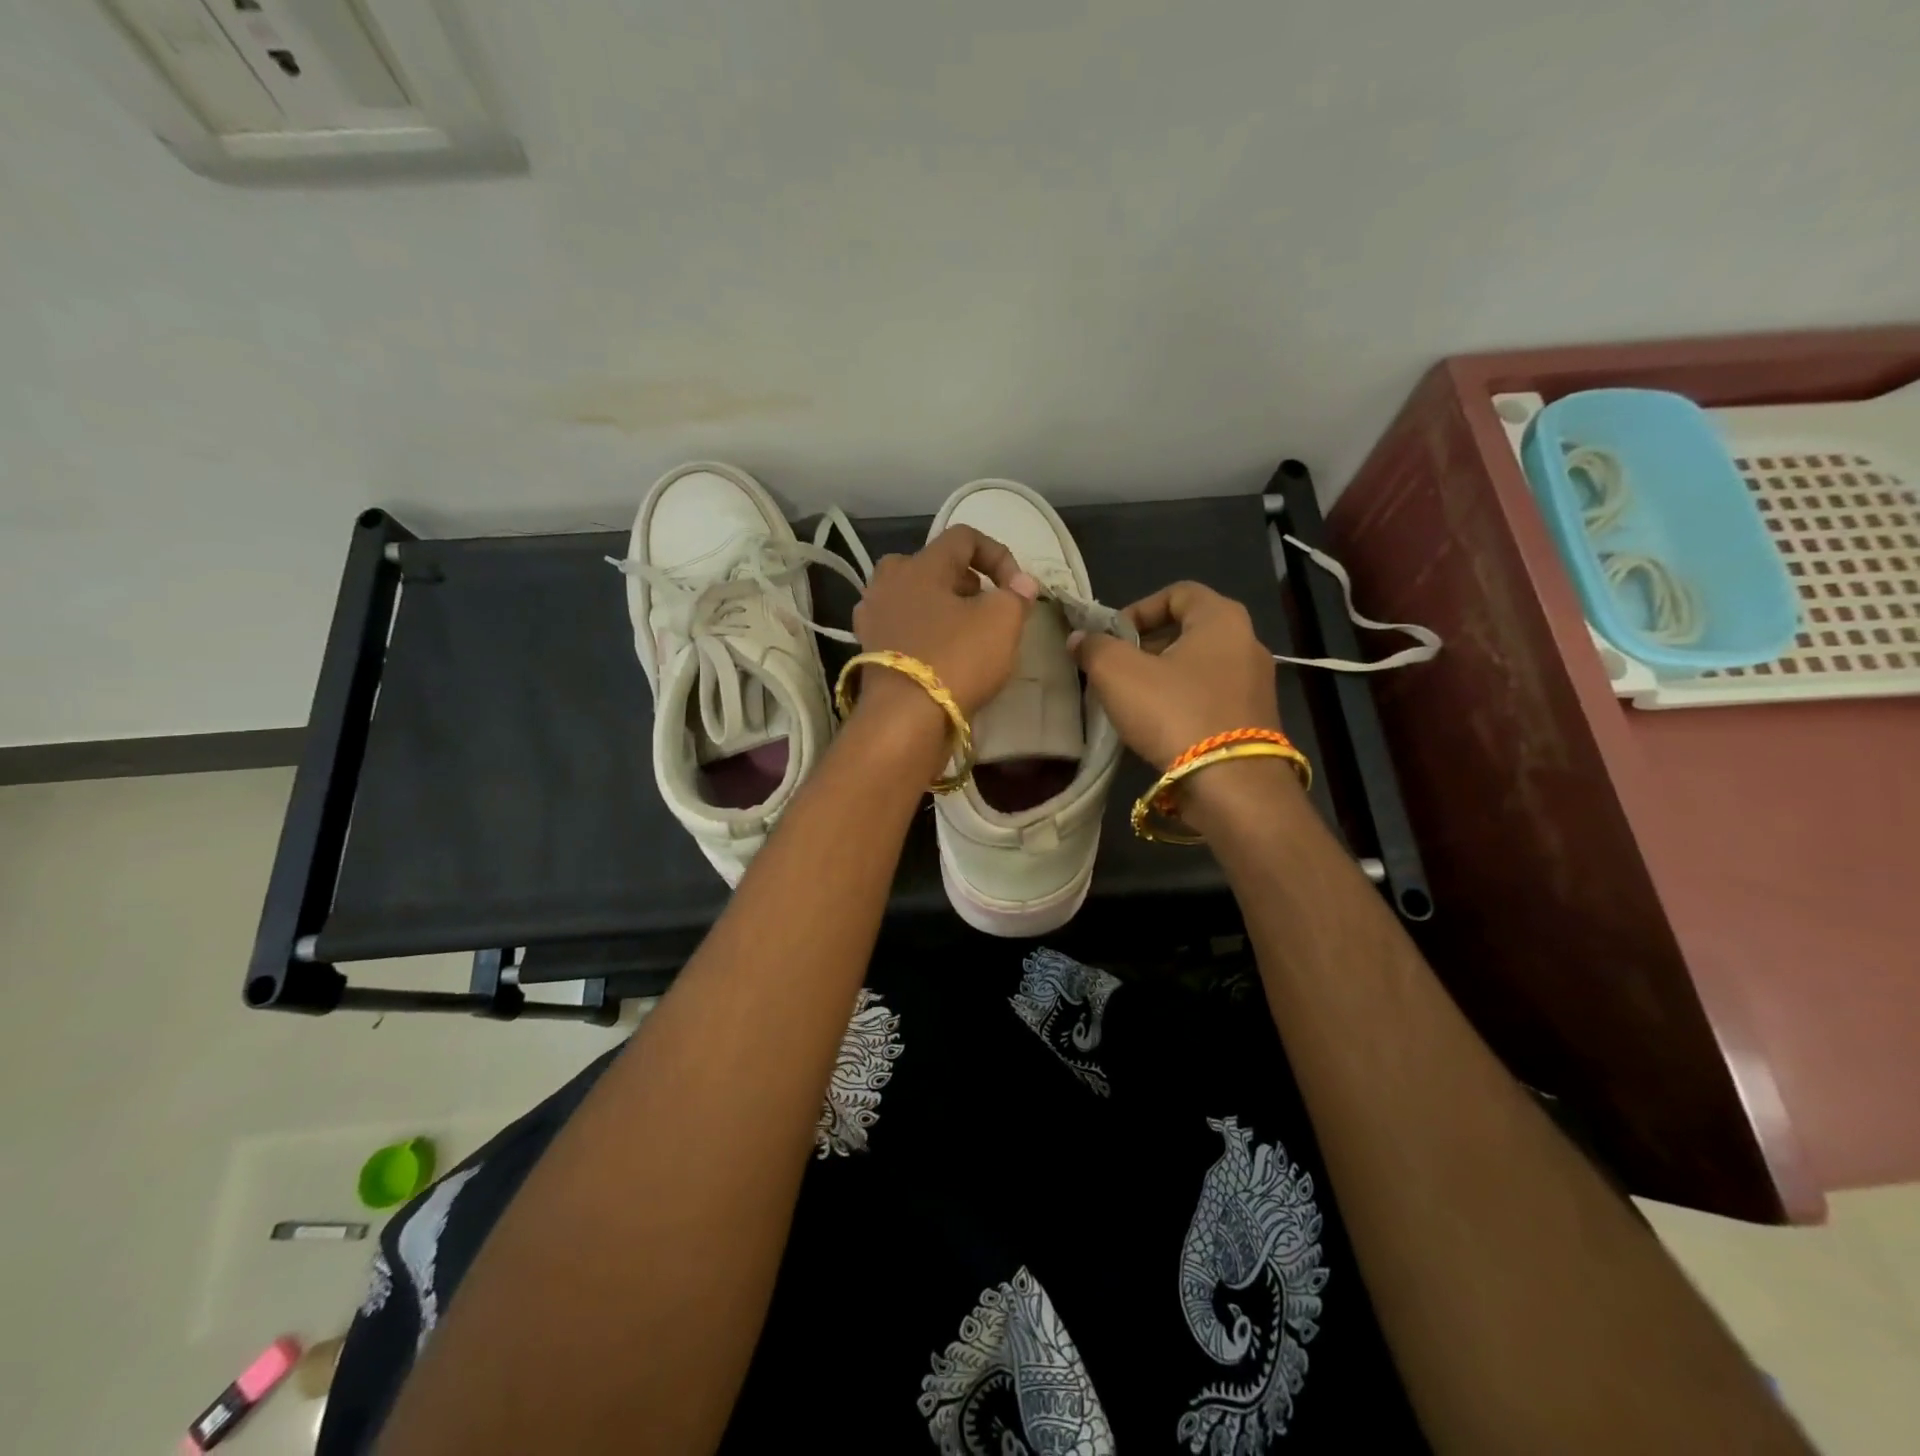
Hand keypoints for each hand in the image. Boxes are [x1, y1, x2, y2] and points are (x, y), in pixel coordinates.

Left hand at [850, 525, 1039, 725]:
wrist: (905, 719)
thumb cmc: (956, 659)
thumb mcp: (1002, 621)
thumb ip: (1016, 595)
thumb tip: (1021, 584)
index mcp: (919, 564)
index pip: (963, 537)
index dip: (998, 554)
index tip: (1017, 588)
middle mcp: (888, 582)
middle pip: (932, 565)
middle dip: (966, 580)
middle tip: (986, 605)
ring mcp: (873, 616)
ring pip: (914, 596)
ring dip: (943, 607)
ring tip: (967, 631)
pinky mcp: (869, 650)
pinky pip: (903, 627)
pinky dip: (924, 632)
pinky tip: (943, 654)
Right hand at [1071, 581, 1281, 769]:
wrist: (1231, 785)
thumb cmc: (1174, 712)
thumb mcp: (1118, 673)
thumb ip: (1094, 647)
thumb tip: (1080, 639)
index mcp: (1222, 618)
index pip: (1178, 592)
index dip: (1139, 608)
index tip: (1113, 637)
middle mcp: (1247, 643)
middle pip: (1188, 630)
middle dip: (1145, 646)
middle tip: (1115, 670)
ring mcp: (1256, 684)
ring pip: (1198, 666)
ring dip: (1162, 677)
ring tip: (1131, 701)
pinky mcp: (1254, 720)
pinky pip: (1210, 697)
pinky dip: (1182, 702)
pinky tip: (1158, 726)